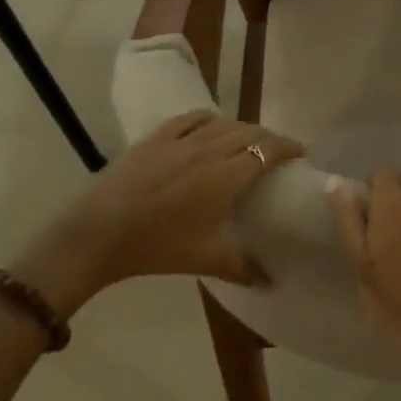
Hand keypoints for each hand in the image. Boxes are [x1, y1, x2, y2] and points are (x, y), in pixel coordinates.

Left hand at [12, 111, 303, 315]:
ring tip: (247, 141)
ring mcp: (180, 140)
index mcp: (226, 176)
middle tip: (276, 152)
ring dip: (242, 128)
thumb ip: (242, 267)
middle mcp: (209, 149)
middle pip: (249, 132)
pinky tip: (211, 126)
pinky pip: (192, 118)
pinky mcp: (156, 137)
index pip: (268, 150)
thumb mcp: (204, 259)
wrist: (99, 234)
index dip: (288, 147)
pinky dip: (210, 119)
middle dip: (268, 138)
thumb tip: (271, 282)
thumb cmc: (157, 247)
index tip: (302, 152)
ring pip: (223, 123)